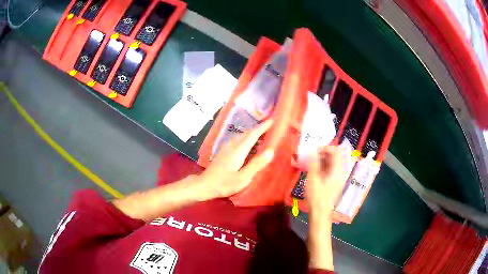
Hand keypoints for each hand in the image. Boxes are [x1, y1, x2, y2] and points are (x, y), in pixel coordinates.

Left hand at [199, 120, 273, 199]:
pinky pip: (238, 139)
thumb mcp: (243, 178)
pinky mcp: (224, 151)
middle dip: (260, 128)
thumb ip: (256, 164)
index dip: (263, 127)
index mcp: (238, 150)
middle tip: (272, 126)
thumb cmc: (224, 184)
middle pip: (248, 133)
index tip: (273, 120)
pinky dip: (247, 138)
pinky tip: (250, 144)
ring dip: (253, 133)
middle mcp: (232, 145)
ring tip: (264, 133)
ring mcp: (227, 147)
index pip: (253, 134)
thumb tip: (271, 150)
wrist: (205, 185)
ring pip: (242, 135)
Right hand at [306, 146, 345, 270]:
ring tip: (310, 163)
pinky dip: (322, 167)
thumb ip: (313, 162)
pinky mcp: (334, 184)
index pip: (335, 151)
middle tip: (311, 156)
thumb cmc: (317, 197)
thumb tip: (312, 149)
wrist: (320, 214)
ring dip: (322, 160)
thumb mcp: (313, 178)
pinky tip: (313, 172)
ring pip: (332, 164)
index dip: (325, 147)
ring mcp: (337, 179)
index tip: (313, 149)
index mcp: (337, 170)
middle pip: (334, 157)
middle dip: (322, 153)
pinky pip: (330, 170)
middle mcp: (340, 173)